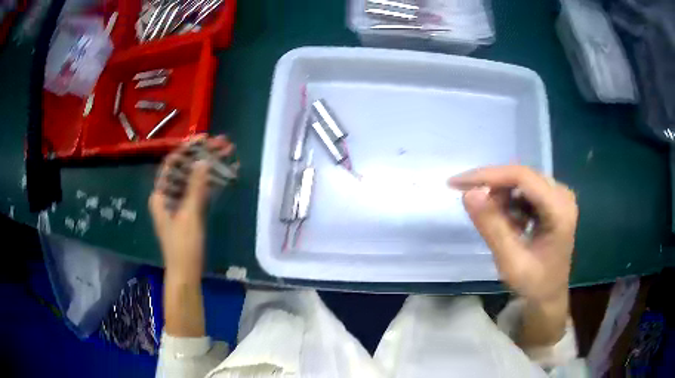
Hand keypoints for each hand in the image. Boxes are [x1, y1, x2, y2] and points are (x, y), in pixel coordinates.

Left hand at [149, 135, 233, 282]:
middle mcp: (167, 195)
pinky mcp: (189, 211)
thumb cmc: (183, 246)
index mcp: (160, 195)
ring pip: (193, 179)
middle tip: (222, 144)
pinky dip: (210, 182)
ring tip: (227, 153)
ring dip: (209, 166)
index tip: (204, 138)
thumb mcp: (189, 215)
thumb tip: (202, 160)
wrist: (186, 272)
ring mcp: (179, 203)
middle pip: (185, 169)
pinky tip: (224, 173)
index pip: (171, 164)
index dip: (187, 149)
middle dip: (202, 155)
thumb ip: (195, 187)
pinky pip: (199, 191)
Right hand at [448, 166, 577, 304]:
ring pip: (520, 182)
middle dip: (493, 189)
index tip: (456, 183)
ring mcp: (558, 196)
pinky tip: (509, 225)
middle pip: (521, 177)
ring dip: (501, 199)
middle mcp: (562, 194)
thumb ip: (492, 227)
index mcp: (559, 209)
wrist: (549, 296)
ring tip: (497, 226)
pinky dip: (509, 204)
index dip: (488, 176)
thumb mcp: (510, 262)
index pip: (521, 177)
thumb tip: (469, 193)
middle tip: (473, 209)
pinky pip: (524, 191)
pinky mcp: (552, 200)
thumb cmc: (533, 284)